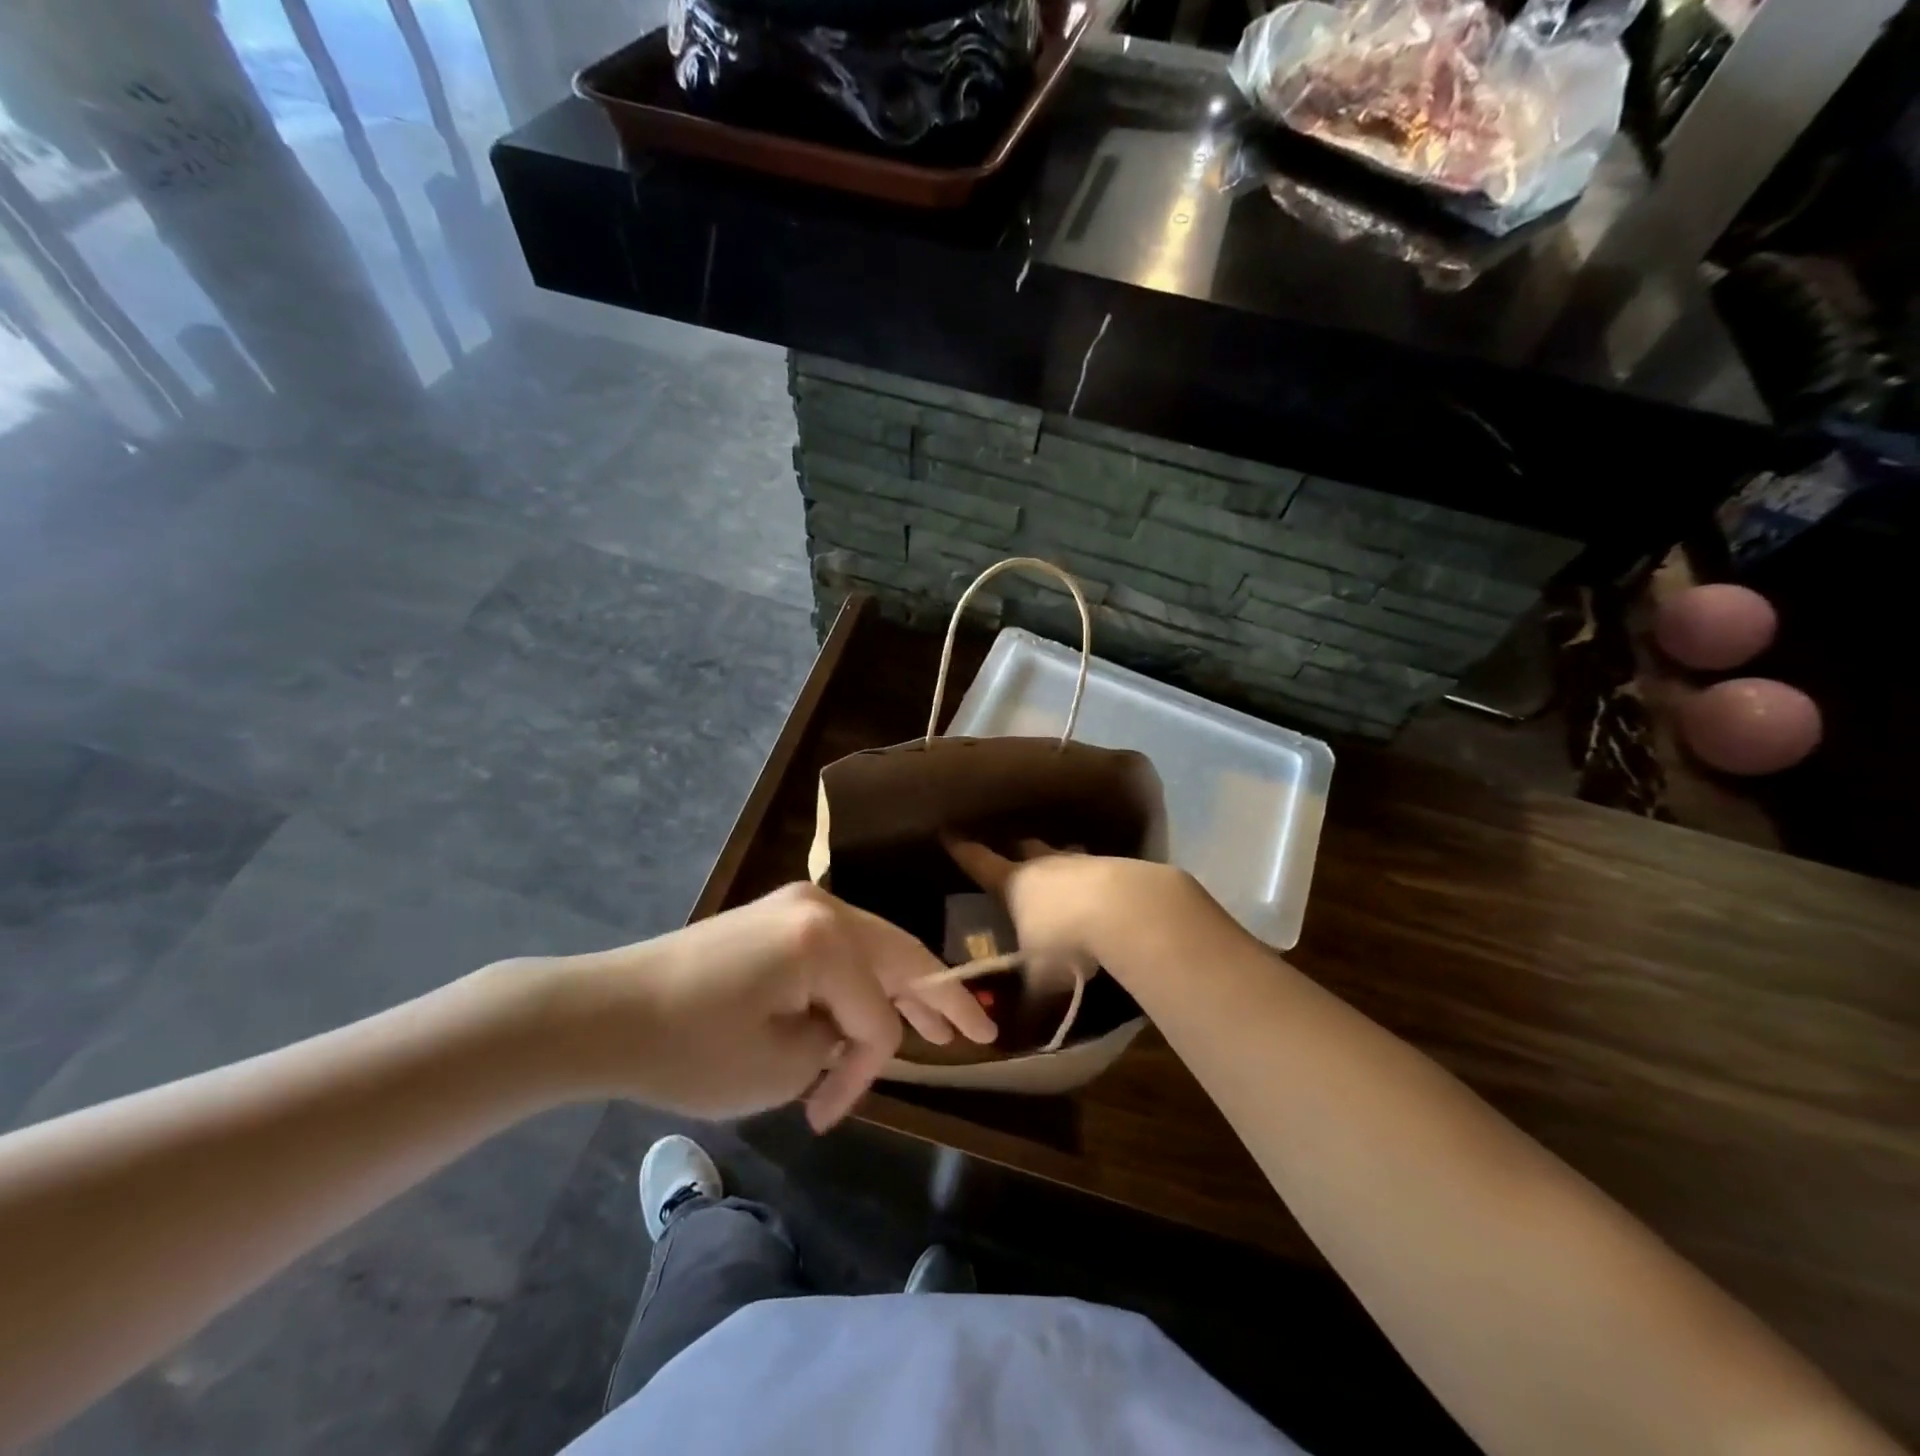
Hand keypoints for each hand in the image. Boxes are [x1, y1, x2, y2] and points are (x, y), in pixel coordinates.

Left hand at [539, 883, 996, 1129]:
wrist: (606, 1010)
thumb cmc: (688, 1047)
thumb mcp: (775, 1067)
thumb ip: (833, 1047)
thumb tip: (845, 1032)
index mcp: (826, 940)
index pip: (876, 1018)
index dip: (864, 1072)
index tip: (824, 1114)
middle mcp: (823, 908)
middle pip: (901, 958)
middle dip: (941, 1000)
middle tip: (982, 1033)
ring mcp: (799, 905)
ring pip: (876, 947)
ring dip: (907, 985)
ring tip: (945, 1019)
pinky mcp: (779, 917)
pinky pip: (842, 946)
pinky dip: (866, 976)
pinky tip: (883, 999)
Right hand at [941, 835, 1199, 982]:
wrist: (1126, 909)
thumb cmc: (1067, 939)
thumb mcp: (1042, 977)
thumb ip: (1029, 997)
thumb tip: (1018, 1025)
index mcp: (1013, 884)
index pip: (980, 863)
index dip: (963, 851)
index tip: (950, 836)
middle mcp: (1043, 865)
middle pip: (1024, 850)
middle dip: (1017, 853)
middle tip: (1013, 858)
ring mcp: (1080, 861)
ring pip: (1062, 855)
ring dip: (1059, 865)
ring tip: (1061, 878)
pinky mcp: (1115, 865)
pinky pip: (1096, 868)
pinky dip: (1092, 880)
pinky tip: (1101, 897)